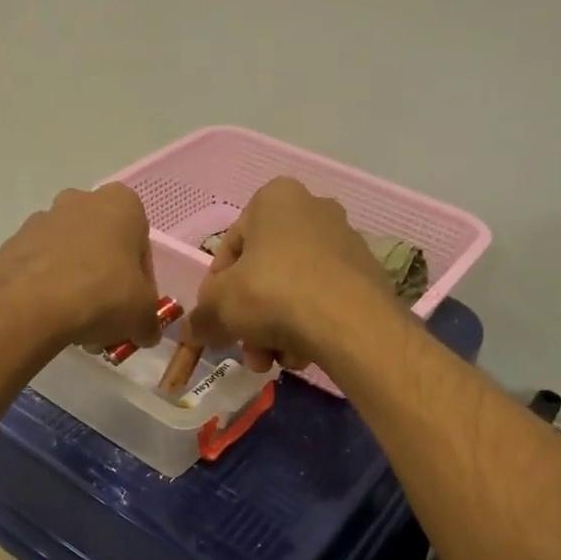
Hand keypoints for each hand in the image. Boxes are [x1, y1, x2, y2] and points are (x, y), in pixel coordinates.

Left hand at [0, 184, 163, 351]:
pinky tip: (52, 322)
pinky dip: (49, 292)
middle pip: (103, 249)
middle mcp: (80, 200)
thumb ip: (149, 321)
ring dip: (78, 290)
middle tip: (107, 321)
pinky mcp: (12, 244)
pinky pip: (41, 270)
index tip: (134, 310)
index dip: (142, 284)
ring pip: (71, 259)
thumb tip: (146, 332)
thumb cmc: (102, 295)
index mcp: (121, 204)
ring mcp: (41, 220)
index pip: (141, 246)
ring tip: (78, 330)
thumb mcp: (142, 315)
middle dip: (107, 284)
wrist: (29, 305)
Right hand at [187, 178, 391, 371]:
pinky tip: (301, 355)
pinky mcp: (366, 275)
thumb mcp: (219, 307)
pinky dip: (307, 327)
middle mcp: (314, 210)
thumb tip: (194, 331)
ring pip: (292, 291)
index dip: (215, 289)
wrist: (349, 322)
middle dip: (249, 317)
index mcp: (275, 199)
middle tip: (245, 348)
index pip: (230, 246)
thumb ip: (200, 317)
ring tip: (273, 361)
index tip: (215, 320)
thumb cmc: (273, 295)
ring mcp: (345, 242)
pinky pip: (322, 301)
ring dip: (275, 330)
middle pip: (264, 272)